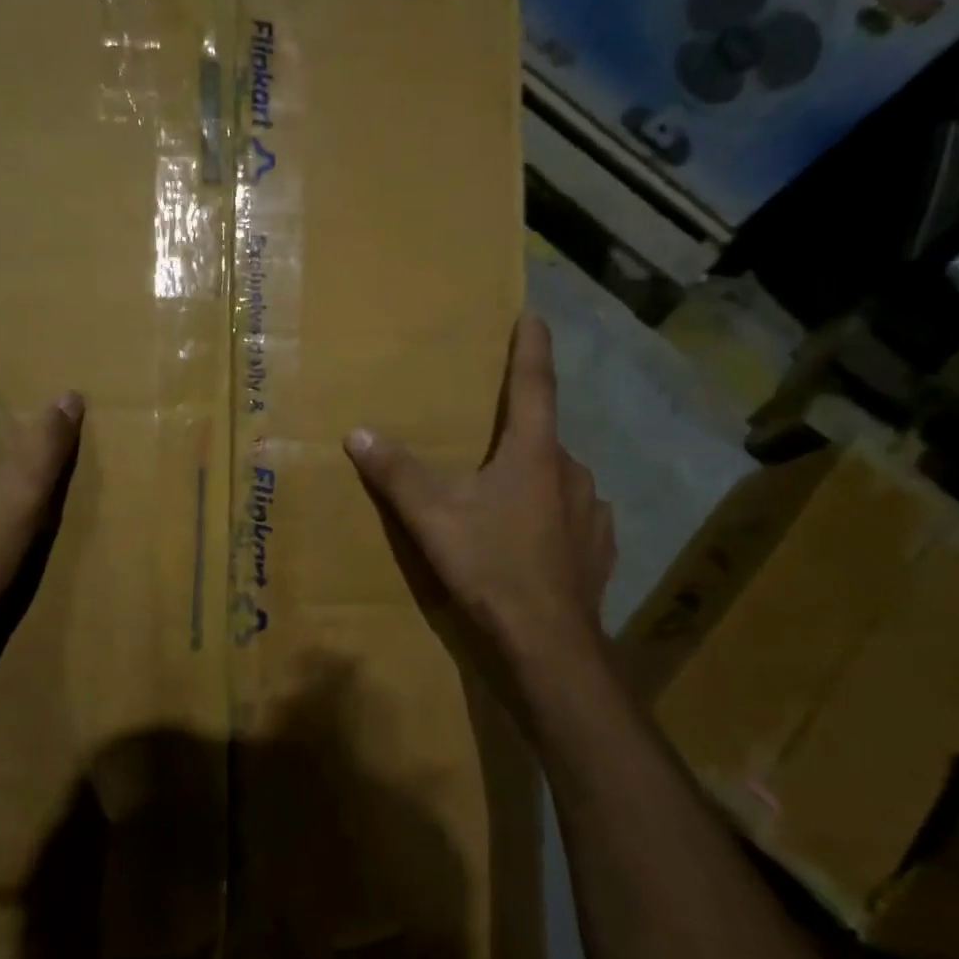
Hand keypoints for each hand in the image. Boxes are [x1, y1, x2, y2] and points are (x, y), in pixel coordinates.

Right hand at [344, 306, 615, 690]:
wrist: (547, 643)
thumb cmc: (490, 565)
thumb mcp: (432, 517)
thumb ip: (396, 472)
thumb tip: (358, 433)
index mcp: (534, 454)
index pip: (533, 385)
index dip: (530, 348)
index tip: (533, 315)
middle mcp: (571, 473)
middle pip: (543, 436)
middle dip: (518, 431)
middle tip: (489, 439)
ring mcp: (592, 513)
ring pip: (559, 479)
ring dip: (535, 476)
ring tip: (504, 495)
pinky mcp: (599, 550)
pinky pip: (574, 516)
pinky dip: (552, 514)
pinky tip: (535, 537)